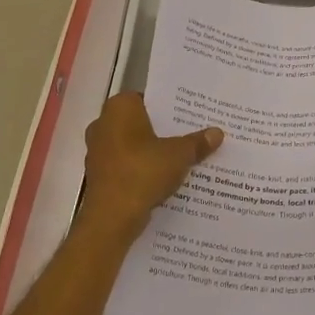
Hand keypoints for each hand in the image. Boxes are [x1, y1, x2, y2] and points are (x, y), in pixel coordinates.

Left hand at [79, 93, 221, 233]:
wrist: (112, 217)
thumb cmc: (143, 172)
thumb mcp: (179, 155)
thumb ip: (198, 142)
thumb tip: (217, 133)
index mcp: (119, 108)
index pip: (147, 98)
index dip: (169, 107)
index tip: (189, 115)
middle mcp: (103, 124)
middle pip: (140, 122)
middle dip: (163, 130)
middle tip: (190, 135)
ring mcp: (98, 151)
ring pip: (133, 145)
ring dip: (152, 151)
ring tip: (182, 157)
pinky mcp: (99, 175)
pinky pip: (126, 164)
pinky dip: (142, 169)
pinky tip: (164, 177)